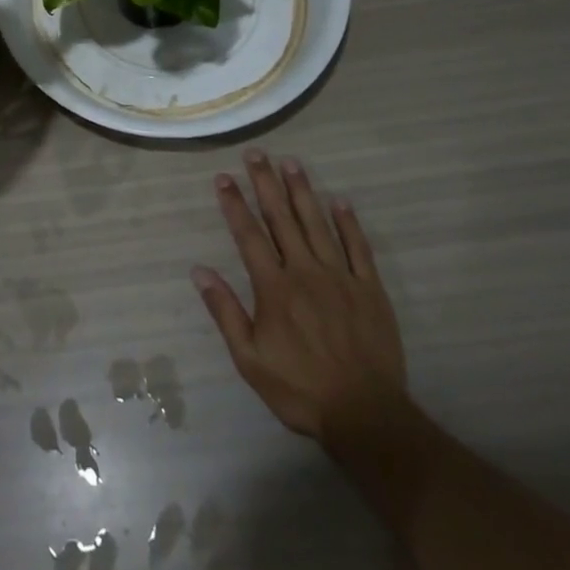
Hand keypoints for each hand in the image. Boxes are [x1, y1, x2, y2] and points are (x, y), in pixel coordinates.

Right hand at [194, 147, 408, 461]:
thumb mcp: (250, 359)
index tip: (224, 177)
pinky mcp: (370, 289)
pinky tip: (340, 201)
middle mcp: (305, 271)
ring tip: (291, 162)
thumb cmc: (300, 389)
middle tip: (256, 153)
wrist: (366, 415)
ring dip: (302, 191)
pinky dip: (349, 223)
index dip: (235, 204)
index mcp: (274, 287)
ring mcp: (340, 277)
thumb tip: (199, 271)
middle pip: (282, 219)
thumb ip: (225, 311)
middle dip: (266, 183)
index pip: (249, 235)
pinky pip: (358, 248)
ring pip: (317, 224)